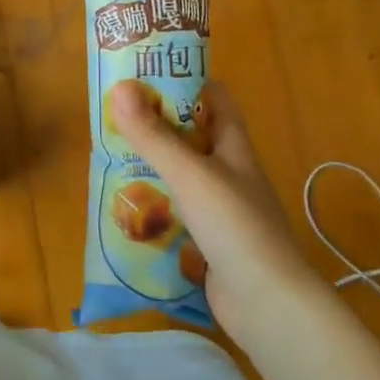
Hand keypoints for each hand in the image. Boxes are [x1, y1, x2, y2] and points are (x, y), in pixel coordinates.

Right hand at [107, 79, 315, 337]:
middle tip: (113, 115)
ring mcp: (221, 209)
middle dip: (156, 125)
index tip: (145, 73)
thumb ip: (154, 136)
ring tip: (109, 157)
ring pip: (181, 176)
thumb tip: (120, 87)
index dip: (185, 81)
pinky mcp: (209, 241)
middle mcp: (229, 172)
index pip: (214, 98)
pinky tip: (126, 208)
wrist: (270, 305)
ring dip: (152, 167)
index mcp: (234, 146)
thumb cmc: (236, 227)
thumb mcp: (190, 175)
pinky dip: (154, 207)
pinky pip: (177, 213)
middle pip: (192, 136)